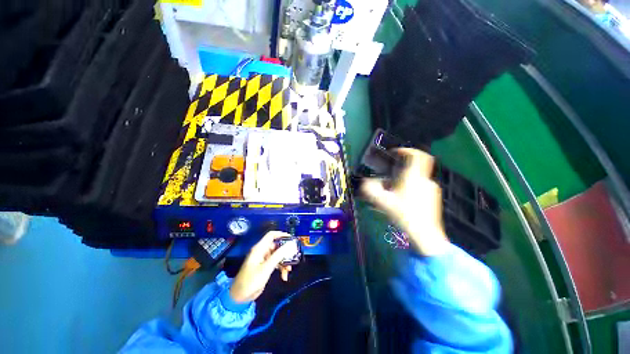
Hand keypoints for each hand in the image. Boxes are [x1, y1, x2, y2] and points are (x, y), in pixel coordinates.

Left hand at [229, 231, 295, 302]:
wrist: (239, 297)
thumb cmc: (251, 281)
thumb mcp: (266, 268)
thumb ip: (279, 255)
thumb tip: (290, 245)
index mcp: (260, 249)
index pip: (271, 235)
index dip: (282, 234)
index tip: (292, 239)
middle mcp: (262, 252)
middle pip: (277, 246)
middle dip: (285, 252)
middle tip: (294, 257)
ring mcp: (263, 259)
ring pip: (278, 255)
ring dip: (284, 261)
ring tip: (289, 270)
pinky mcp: (265, 267)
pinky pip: (275, 263)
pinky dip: (280, 268)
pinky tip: (284, 276)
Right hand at [361, 148, 448, 255]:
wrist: (425, 237)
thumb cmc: (404, 216)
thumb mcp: (382, 202)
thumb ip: (370, 190)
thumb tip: (365, 183)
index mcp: (414, 178)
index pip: (416, 155)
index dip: (406, 150)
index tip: (395, 153)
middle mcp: (424, 180)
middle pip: (412, 168)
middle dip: (398, 171)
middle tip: (387, 180)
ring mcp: (431, 190)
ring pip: (414, 180)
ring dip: (402, 182)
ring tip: (391, 194)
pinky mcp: (433, 199)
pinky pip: (419, 188)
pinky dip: (409, 190)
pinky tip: (402, 202)